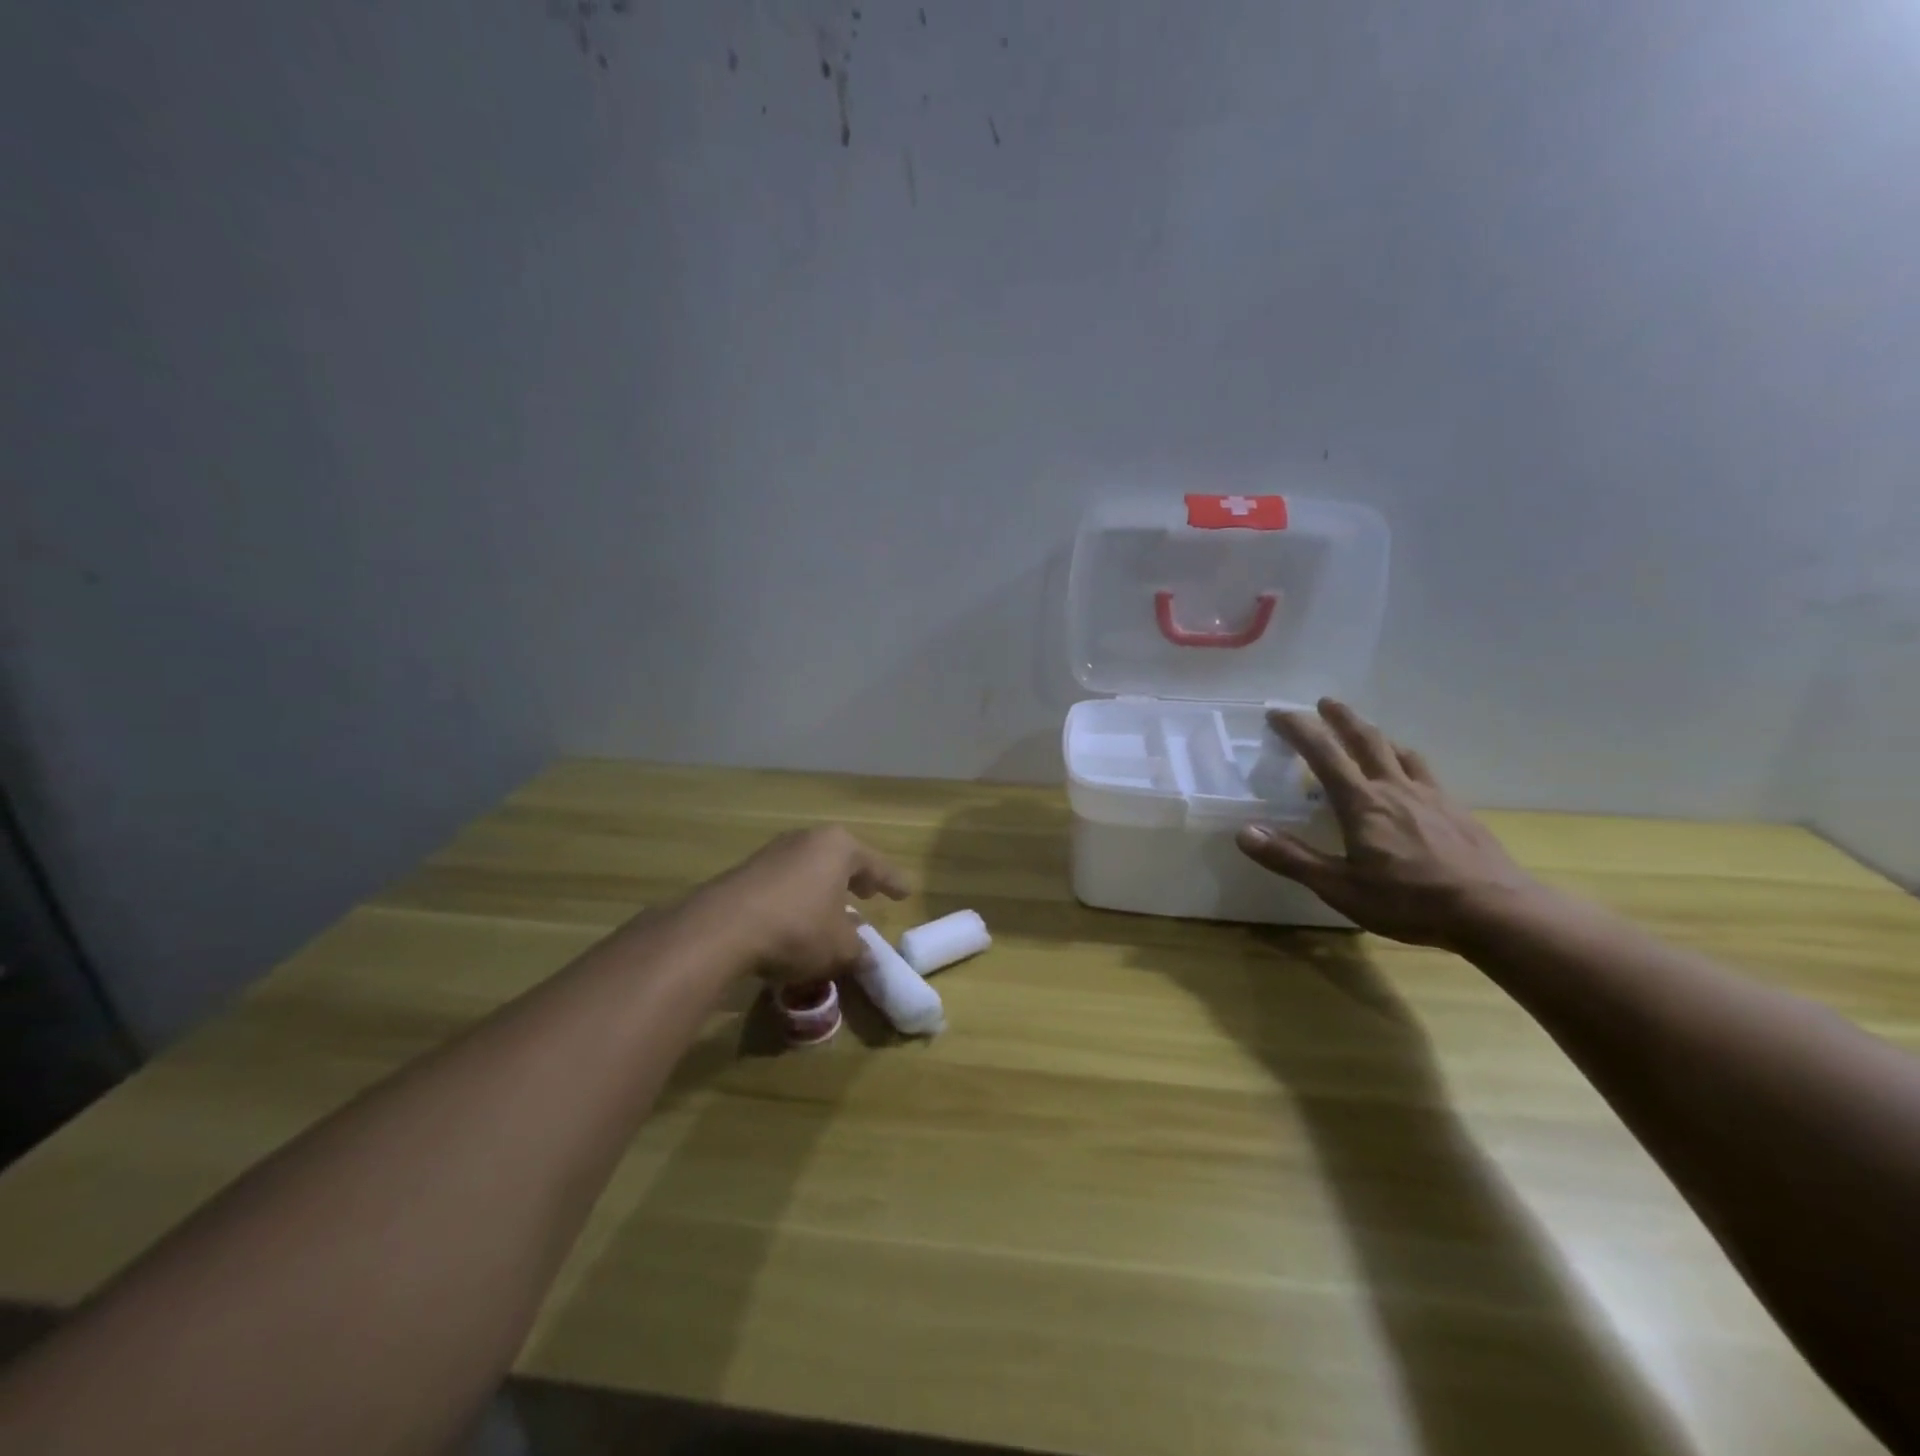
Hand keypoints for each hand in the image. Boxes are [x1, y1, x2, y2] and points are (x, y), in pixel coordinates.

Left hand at [688, 826, 909, 983]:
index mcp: (838, 847)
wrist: (723, 928)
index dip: (892, 882)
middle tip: (870, 893)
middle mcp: (807, 840)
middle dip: (856, 878)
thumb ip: (859, 950)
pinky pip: (785, 883)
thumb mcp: (840, 948)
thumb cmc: (798, 929)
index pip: (876, 865)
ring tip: (833, 910)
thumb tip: (865, 955)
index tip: (906, 892)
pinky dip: (798, 898)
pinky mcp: (747, 872)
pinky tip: (797, 920)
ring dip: (824, 889)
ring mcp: (773, 853)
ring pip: (811, 869)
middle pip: (841, 859)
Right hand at [1236, 699, 1538, 947]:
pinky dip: (1408, 763)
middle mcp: (1394, 789)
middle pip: (1366, 741)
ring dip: (1377, 737)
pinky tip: (1412, 778)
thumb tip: (1244, 832)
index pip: (1323, 754)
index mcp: (1361, 803)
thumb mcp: (1340, 887)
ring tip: (1367, 734)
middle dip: (1342, 719)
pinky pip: (1426, 774)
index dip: (1299, 730)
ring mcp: (1431, 797)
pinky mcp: (1457, 812)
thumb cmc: (1409, 900)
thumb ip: (1291, 858)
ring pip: (1400, 753)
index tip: (1278, 713)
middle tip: (1325, 702)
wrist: (1495, 911)